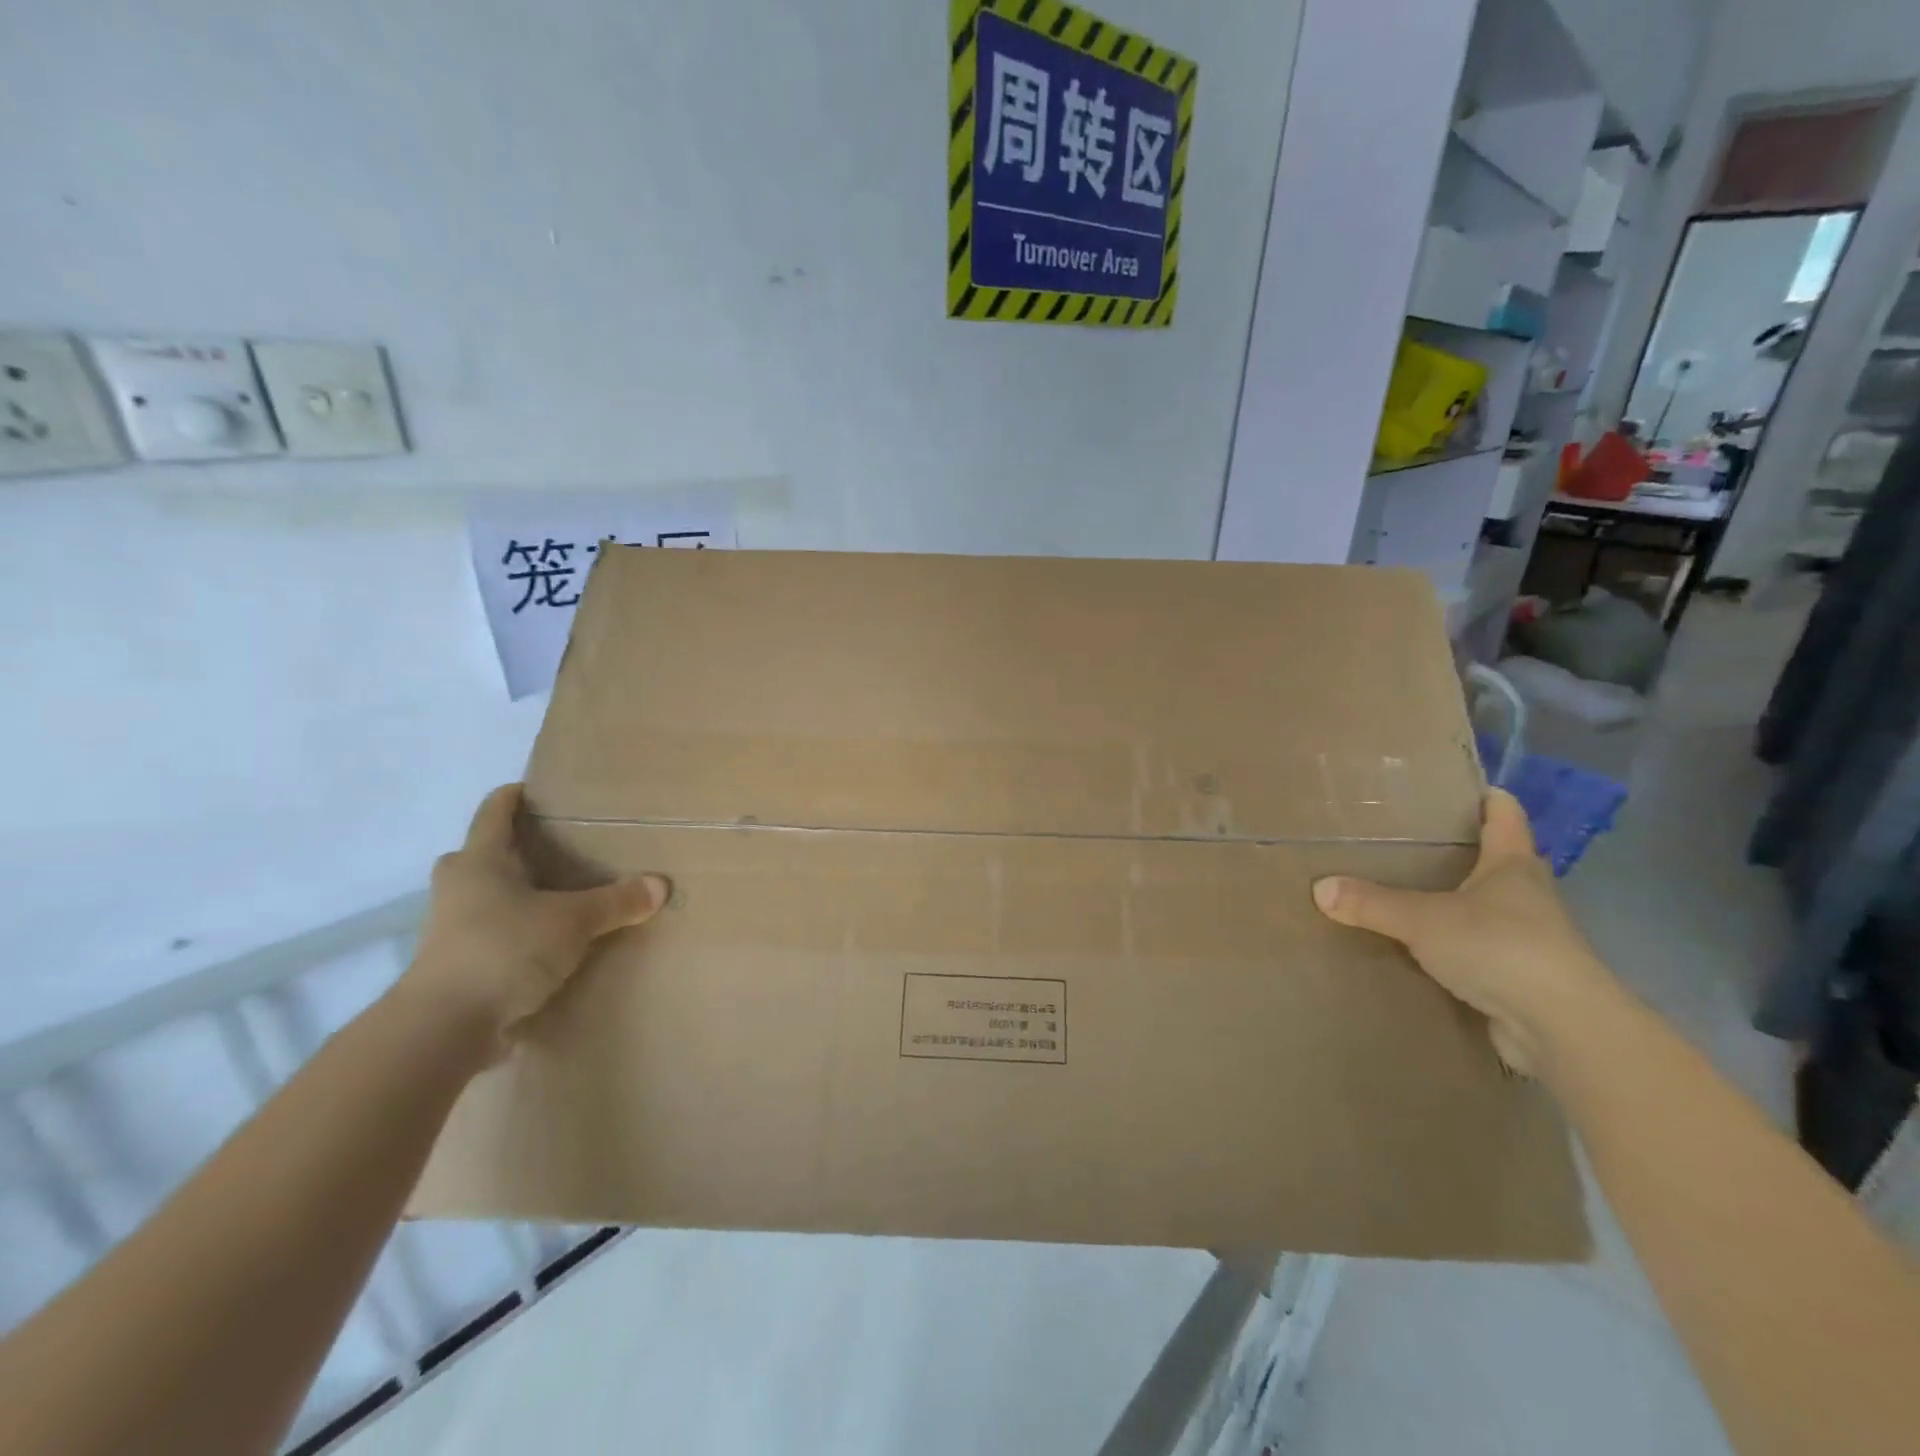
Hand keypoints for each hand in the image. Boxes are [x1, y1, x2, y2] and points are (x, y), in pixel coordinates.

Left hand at [400, 784, 669, 1052]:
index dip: (513, 796)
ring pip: (484, 898)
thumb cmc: (504, 949)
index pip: (494, 812)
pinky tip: (546, 946)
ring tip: (558, 899)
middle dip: (512, 850)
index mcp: (479, 862)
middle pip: (480, 856)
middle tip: (555, 851)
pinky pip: (489, 936)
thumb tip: (660, 885)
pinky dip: (514, 934)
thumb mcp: (572, 921)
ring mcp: (449, 930)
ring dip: (513, 896)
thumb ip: (616, 902)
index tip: (535, 788)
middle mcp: (458, 888)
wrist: (443, 1027)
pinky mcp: (455, 968)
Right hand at [1311, 788, 1618, 1076]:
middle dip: (1466, 851)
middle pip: (1499, 861)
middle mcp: (1528, 896)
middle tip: (1416, 841)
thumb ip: (1371, 903)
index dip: (1491, 799)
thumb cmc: (1501, 948)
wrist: (1563, 1028)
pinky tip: (1424, 948)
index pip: (1506, 817)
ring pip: (1490, 908)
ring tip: (1411, 892)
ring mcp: (1530, 939)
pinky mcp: (1522, 978)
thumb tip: (1319, 888)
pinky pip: (1482, 950)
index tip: (1470, 786)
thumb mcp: (1423, 919)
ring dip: (1461, 902)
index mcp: (1513, 865)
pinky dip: (1458, 945)